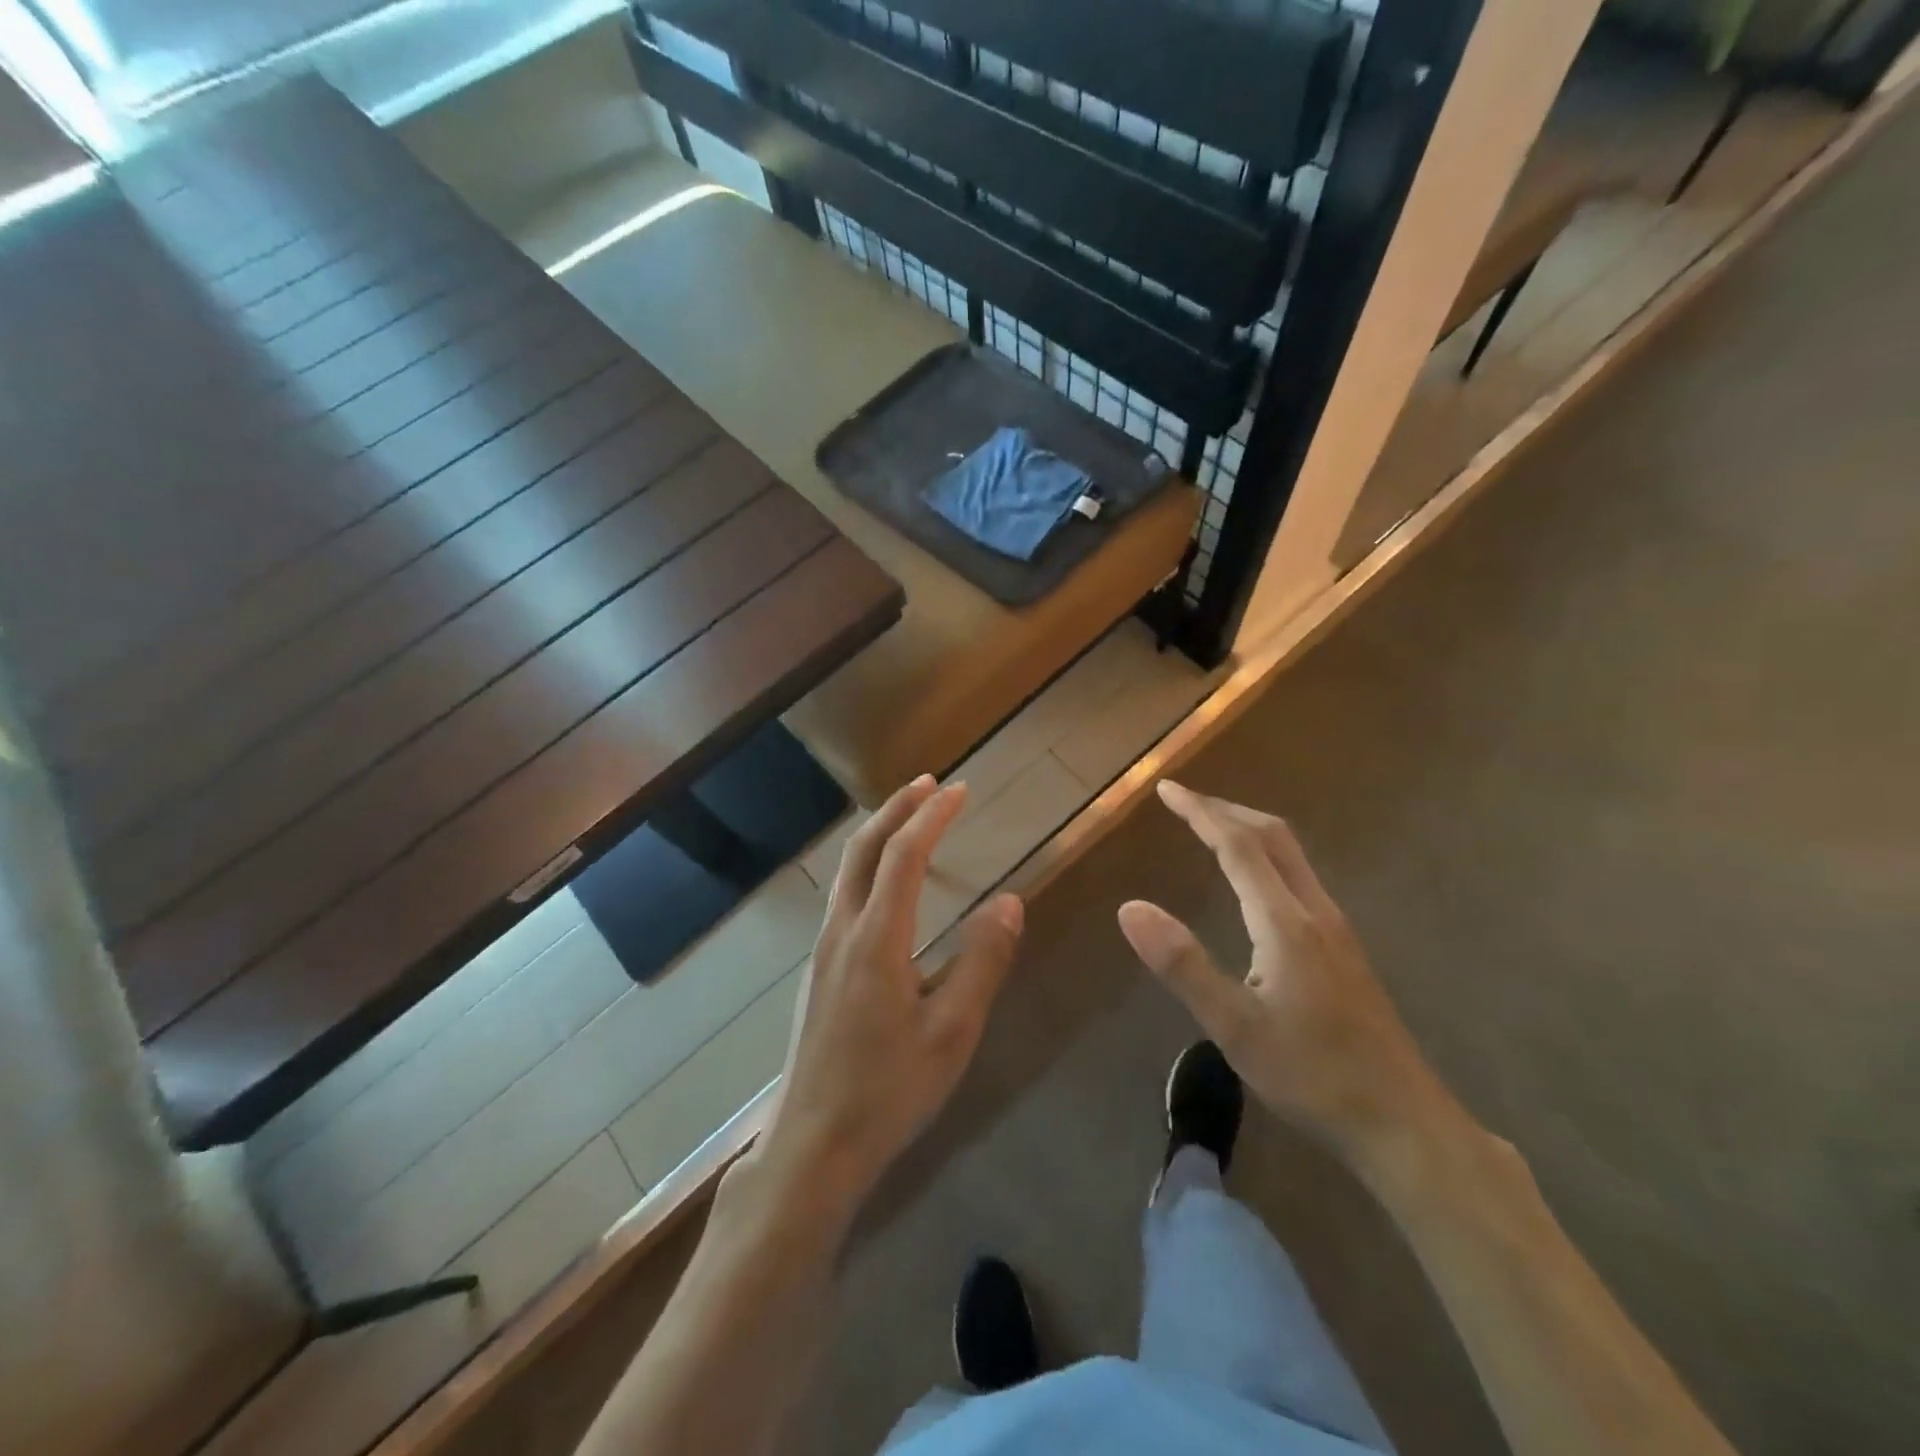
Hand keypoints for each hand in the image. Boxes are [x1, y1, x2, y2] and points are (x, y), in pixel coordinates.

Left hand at [756, 776, 1023, 1214]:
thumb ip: (983, 962)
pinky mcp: (818, 971)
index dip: (931, 816)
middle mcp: (842, 931)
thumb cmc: (890, 1090)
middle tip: (928, 785)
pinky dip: (868, 867)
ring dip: (879, 835)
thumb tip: (1009, 901)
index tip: (958, 790)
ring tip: (909, 821)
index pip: (904, 855)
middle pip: (864, 850)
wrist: (813, 1144)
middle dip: (896, 809)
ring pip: (848, 871)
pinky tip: (885, 886)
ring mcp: (823, 951)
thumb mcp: (953, 1031)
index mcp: (877, 939)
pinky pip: (843, 896)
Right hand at [1118, 781, 1446, 1158]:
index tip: (1167, 789)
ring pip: (1291, 856)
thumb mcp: (1235, 1027)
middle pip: (1273, 837)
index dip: (1200, 812)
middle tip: (1184, 801)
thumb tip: (1130, 907)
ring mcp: (1336, 931)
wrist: (1403, 1123)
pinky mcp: (1344, 951)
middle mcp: (1315, 913)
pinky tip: (1254, 885)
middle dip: (1226, 810)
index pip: (1239, 846)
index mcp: (1285, 922)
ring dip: (1248, 831)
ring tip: (1212, 830)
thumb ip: (1182, 964)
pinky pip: (1299, 879)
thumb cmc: (1313, 1075)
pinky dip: (1266, 857)